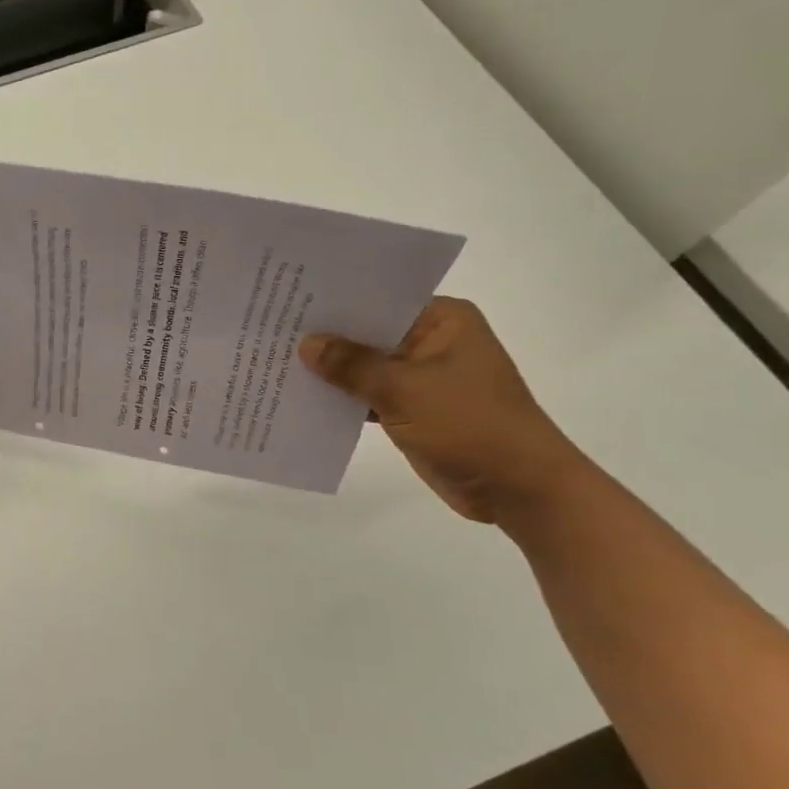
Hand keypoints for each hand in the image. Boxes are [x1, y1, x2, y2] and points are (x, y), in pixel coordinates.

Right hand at [299, 298, 586, 523]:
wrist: (517, 489)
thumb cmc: (470, 425)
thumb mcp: (405, 389)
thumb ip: (352, 365)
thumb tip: (307, 343)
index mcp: (442, 321)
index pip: (379, 299)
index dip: (335, 301)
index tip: (289, 300)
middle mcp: (430, 340)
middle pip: (368, 332)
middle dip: (326, 337)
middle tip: (271, 330)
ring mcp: (420, 376)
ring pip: (364, 365)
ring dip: (330, 370)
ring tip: (274, 360)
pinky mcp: (411, 408)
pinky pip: (367, 394)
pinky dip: (341, 397)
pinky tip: (301, 395)